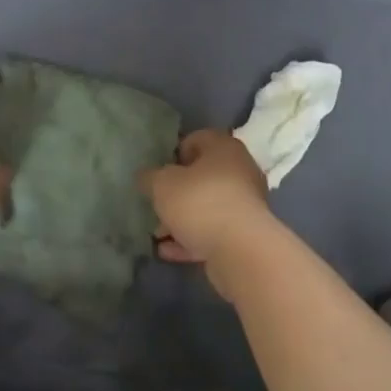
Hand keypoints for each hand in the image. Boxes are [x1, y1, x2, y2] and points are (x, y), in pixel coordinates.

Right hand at [140, 130, 274, 291]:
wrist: (241, 250)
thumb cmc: (200, 202)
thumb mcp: (162, 184)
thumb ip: (150, 177)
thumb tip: (145, 176)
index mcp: (223, 148)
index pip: (195, 139)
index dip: (173, 154)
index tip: (157, 172)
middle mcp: (239, 171)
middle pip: (201, 176)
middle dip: (175, 192)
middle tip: (155, 204)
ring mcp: (245, 204)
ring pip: (206, 207)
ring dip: (181, 219)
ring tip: (157, 235)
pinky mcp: (245, 234)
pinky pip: (213, 231)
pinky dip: (192, 239)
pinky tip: (168, 251)